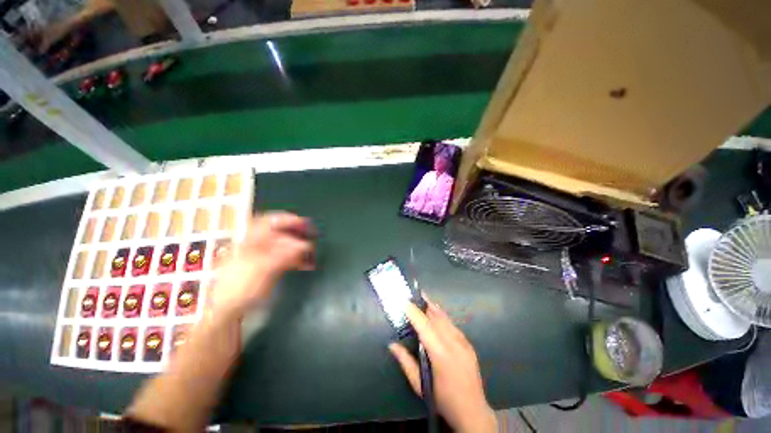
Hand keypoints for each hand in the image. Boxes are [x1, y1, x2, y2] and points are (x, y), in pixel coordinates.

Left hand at [210, 212, 314, 320]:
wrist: (227, 310)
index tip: (305, 223)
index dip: (288, 219)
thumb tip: (306, 245)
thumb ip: (285, 255)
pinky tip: (306, 265)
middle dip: (298, 236)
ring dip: (300, 249)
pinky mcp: (268, 268)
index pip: (270, 221)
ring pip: (285, 247)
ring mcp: (263, 257)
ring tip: (313, 255)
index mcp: (252, 241)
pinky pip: (285, 259)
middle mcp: (258, 245)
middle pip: (281, 234)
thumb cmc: (241, 286)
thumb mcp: (263, 269)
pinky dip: (296, 260)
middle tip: (313, 239)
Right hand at [389, 300, 496, 432]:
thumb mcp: (420, 384)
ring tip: (424, 298)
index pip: (425, 327)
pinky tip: (437, 314)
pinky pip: (453, 325)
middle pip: (436, 318)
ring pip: (446, 319)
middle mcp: (454, 344)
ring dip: (433, 308)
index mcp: (441, 355)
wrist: (473, 411)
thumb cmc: (442, 399)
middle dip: (424, 305)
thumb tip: (392, 344)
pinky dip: (442, 317)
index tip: (405, 302)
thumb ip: (405, 362)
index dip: (415, 313)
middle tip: (413, 295)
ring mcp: (464, 343)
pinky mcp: (468, 344)